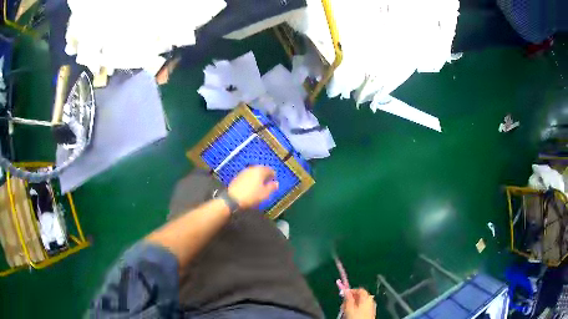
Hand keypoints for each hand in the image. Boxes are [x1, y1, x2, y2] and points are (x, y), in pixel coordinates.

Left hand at [228, 166, 278, 208]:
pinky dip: (251, 179)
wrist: (232, 199)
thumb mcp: (265, 193)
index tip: (275, 179)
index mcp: (260, 171)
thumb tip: (276, 183)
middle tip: (268, 180)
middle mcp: (252, 169)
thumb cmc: (252, 196)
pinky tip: (251, 185)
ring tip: (260, 183)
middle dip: (265, 174)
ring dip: (258, 177)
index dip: (273, 174)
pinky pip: (247, 176)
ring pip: (253, 172)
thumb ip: (272, 187)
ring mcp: (243, 172)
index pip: (269, 169)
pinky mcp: (237, 177)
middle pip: (261, 169)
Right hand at [343, 289, 375, 318]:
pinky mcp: (370, 313)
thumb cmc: (357, 317)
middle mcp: (370, 301)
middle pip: (360, 296)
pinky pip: (362, 308)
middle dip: (351, 299)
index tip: (344, 294)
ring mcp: (371, 307)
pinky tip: (351, 314)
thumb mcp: (349, 307)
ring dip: (352, 305)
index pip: (359, 289)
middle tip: (343, 304)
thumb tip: (345, 291)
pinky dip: (356, 309)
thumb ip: (347, 298)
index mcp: (366, 298)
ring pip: (360, 302)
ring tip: (346, 310)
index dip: (351, 291)